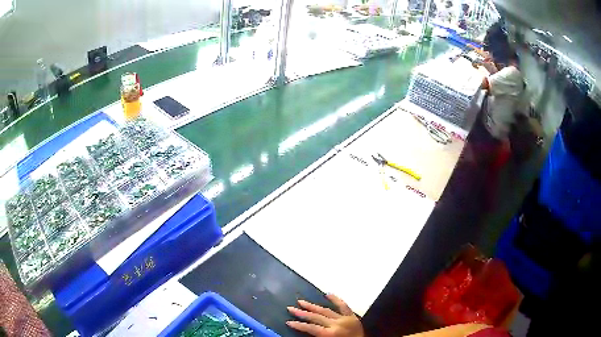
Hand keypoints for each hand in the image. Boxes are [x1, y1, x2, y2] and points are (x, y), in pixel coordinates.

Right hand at [287, 294, 364, 336]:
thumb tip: (306, 329)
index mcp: (330, 334)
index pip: (311, 328)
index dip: (299, 325)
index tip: (288, 321)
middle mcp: (336, 324)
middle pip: (316, 317)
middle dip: (302, 313)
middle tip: (290, 308)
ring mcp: (345, 319)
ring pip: (326, 310)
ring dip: (313, 306)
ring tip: (301, 301)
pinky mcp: (352, 316)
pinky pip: (344, 306)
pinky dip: (336, 299)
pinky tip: (328, 294)